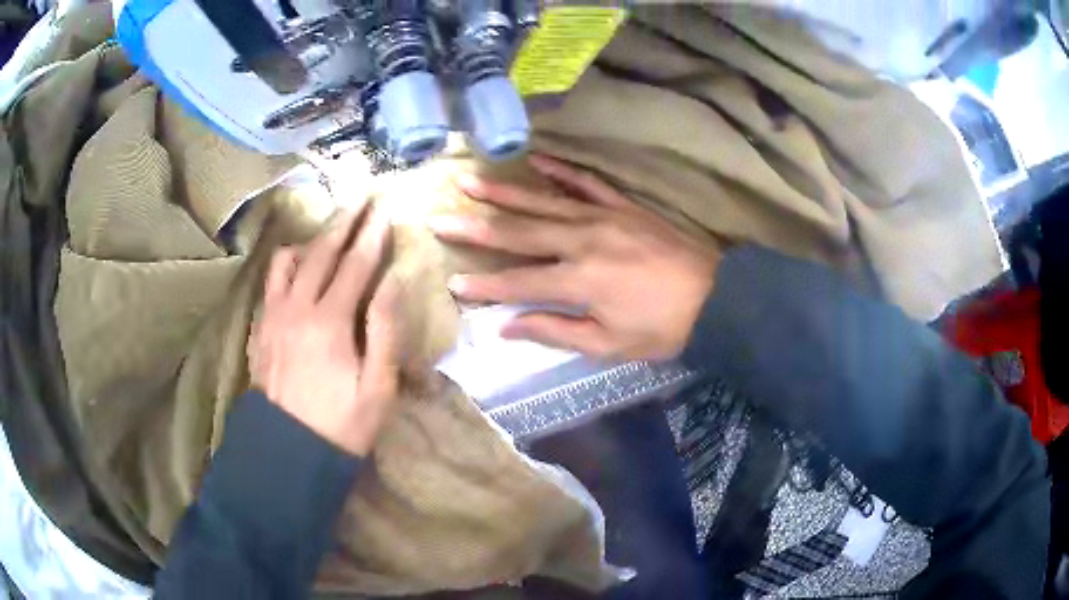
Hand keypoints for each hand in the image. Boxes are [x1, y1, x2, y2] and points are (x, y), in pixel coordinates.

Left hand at [249, 207, 400, 455]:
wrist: (291, 450)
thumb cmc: (342, 423)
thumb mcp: (378, 386)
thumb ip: (384, 329)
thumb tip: (393, 280)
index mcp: (329, 322)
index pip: (355, 265)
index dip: (373, 234)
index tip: (385, 208)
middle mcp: (297, 307)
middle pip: (322, 252)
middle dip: (345, 221)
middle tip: (361, 197)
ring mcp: (274, 314)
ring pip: (290, 259)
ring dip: (313, 239)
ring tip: (330, 231)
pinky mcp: (262, 326)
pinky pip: (271, 280)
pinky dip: (286, 262)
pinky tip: (297, 264)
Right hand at [429, 156, 719, 360]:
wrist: (715, 296)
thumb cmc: (661, 328)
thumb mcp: (608, 344)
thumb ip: (556, 332)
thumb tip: (507, 327)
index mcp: (578, 281)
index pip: (518, 283)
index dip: (483, 286)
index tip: (452, 283)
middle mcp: (582, 242)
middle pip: (519, 234)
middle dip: (476, 228)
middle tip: (440, 218)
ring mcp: (603, 217)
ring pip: (543, 202)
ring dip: (504, 193)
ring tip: (470, 181)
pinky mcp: (622, 205)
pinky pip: (585, 182)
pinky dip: (559, 170)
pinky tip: (535, 158)